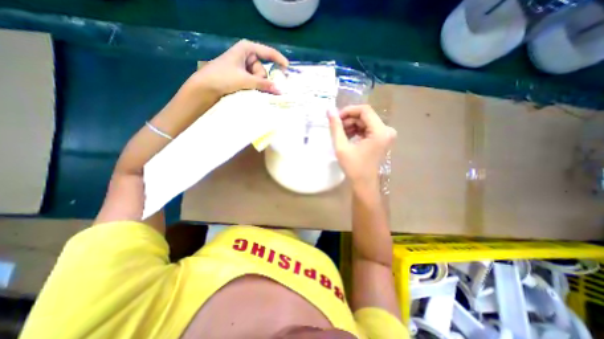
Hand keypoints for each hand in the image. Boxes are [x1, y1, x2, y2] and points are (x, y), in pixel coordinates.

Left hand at [192, 39, 287, 95]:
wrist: (205, 87)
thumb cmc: (223, 77)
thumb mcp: (245, 79)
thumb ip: (263, 85)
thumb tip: (280, 91)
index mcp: (247, 49)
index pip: (268, 52)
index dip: (279, 59)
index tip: (287, 68)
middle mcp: (247, 56)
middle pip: (263, 69)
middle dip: (260, 78)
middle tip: (251, 83)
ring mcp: (244, 67)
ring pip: (259, 78)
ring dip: (256, 84)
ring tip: (245, 87)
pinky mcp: (242, 77)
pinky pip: (254, 82)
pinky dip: (254, 87)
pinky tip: (249, 90)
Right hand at [325, 104, 396, 187]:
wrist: (364, 183)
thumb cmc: (353, 167)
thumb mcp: (341, 147)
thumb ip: (335, 127)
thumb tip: (329, 110)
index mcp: (380, 131)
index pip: (364, 110)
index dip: (348, 111)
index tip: (335, 118)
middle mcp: (386, 130)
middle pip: (365, 116)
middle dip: (348, 119)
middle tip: (336, 128)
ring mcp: (385, 134)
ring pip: (365, 122)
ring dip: (351, 125)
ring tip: (340, 134)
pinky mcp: (381, 139)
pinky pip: (367, 128)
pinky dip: (356, 130)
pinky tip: (347, 137)